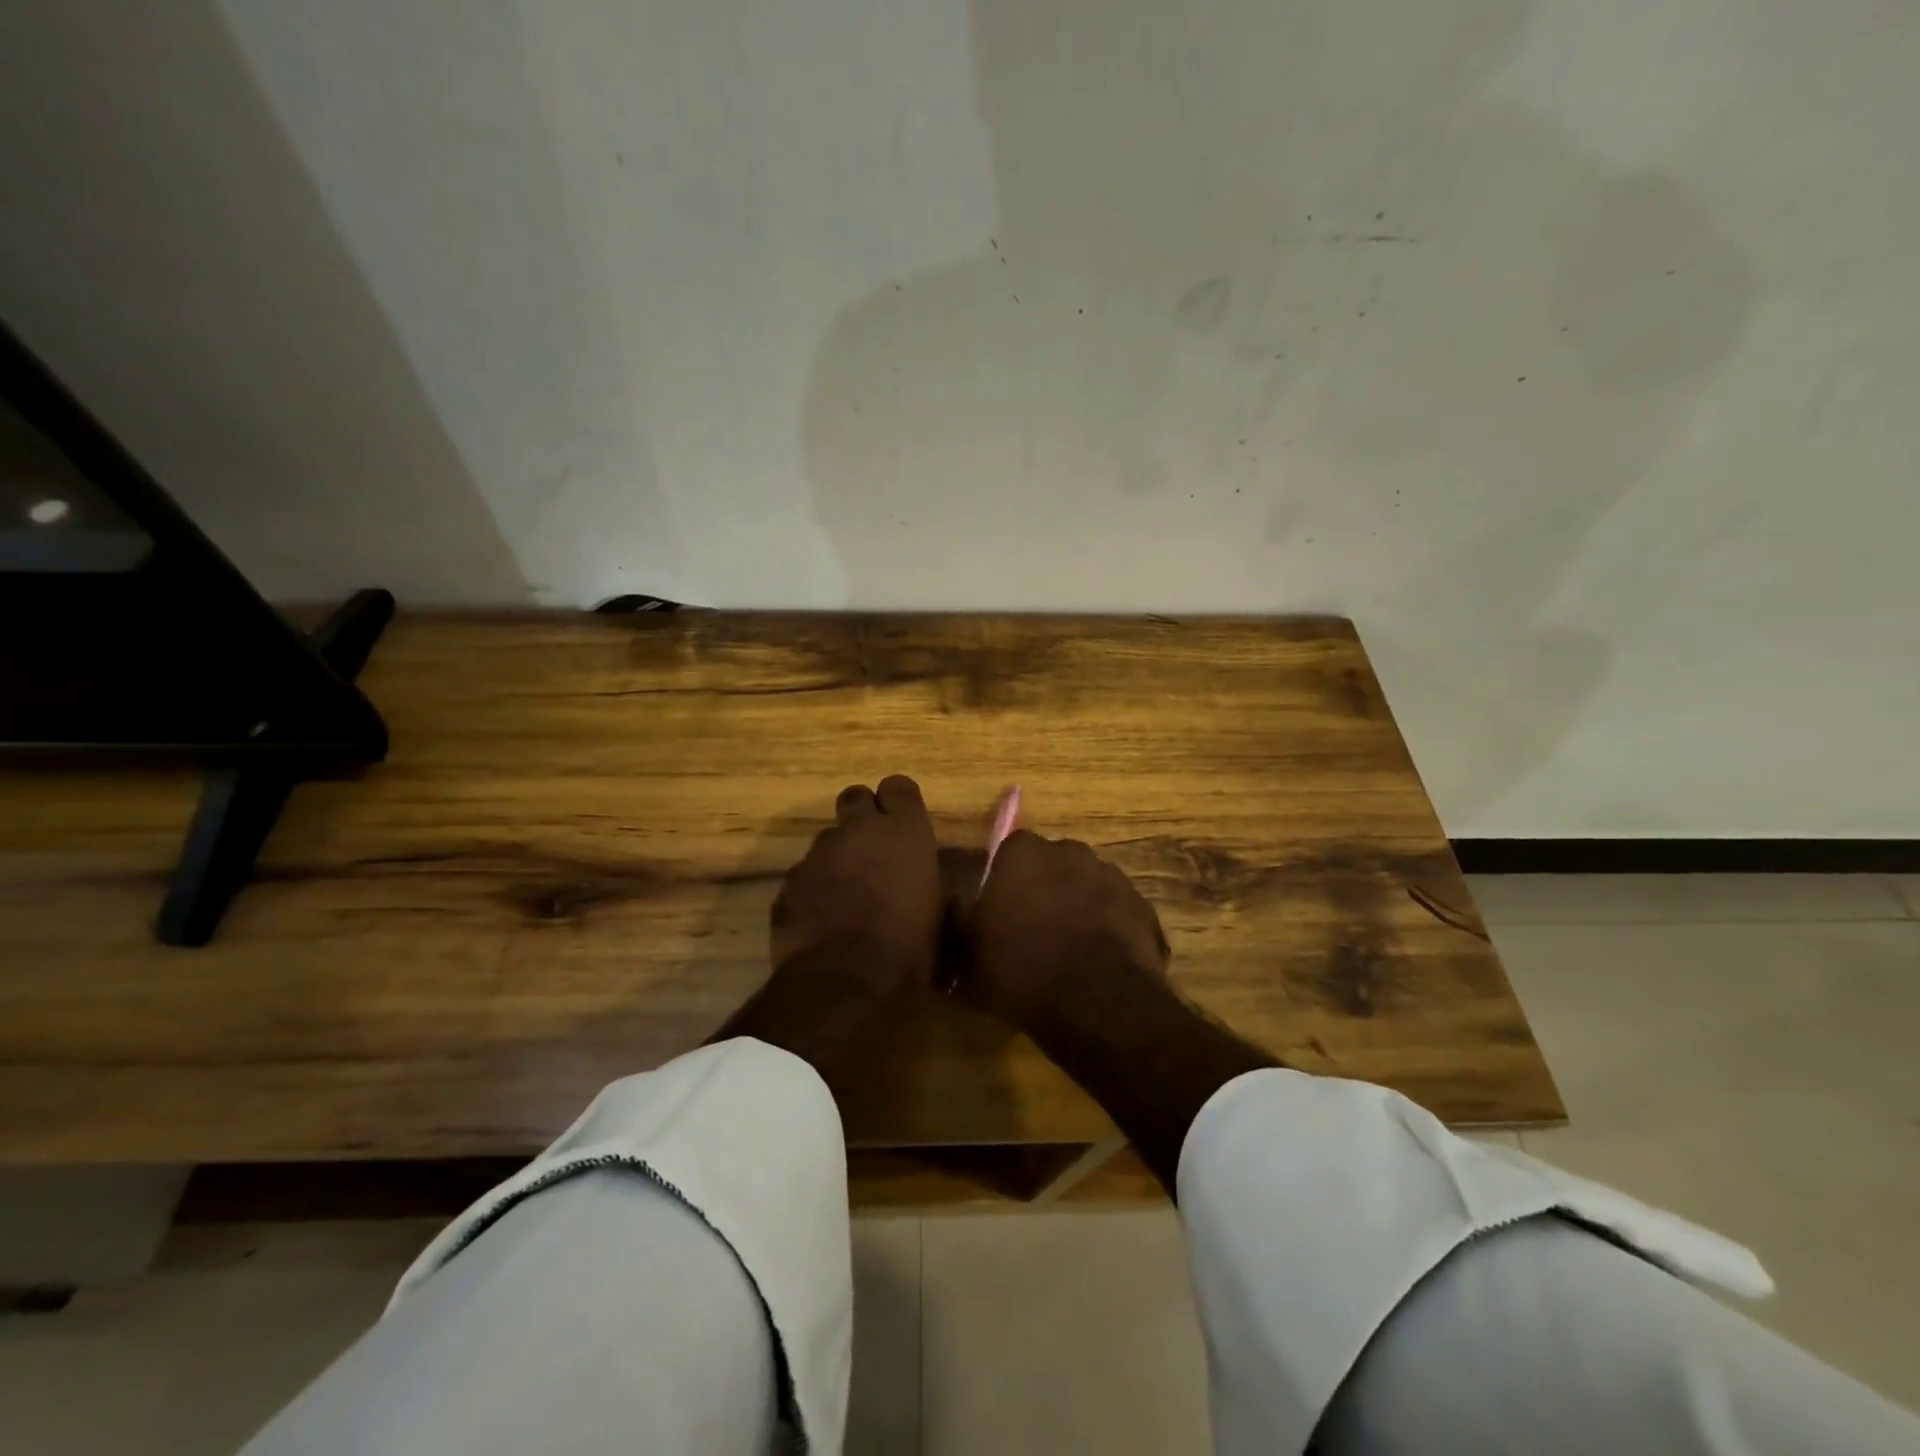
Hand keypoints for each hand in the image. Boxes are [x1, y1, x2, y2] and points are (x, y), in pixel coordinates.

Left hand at [769, 774, 941, 991]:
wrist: (843, 981)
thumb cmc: (907, 948)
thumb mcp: (938, 916)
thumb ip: (931, 887)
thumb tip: (933, 888)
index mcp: (904, 832)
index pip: (899, 787)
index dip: (899, 803)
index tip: (903, 824)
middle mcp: (859, 830)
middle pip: (856, 798)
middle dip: (863, 816)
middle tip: (873, 849)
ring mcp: (818, 854)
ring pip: (828, 839)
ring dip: (838, 856)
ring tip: (847, 894)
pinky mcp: (790, 882)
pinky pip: (804, 874)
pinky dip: (814, 888)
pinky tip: (822, 919)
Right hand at [959, 830, 1169, 1033]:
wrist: (1096, 1003)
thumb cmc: (1020, 970)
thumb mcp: (966, 952)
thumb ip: (957, 919)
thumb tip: (953, 904)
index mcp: (1023, 852)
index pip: (1007, 852)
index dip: (1003, 882)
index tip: (998, 913)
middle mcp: (1069, 851)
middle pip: (1050, 866)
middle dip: (1042, 890)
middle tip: (1031, 932)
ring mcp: (1111, 876)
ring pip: (1085, 887)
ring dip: (1077, 908)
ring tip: (1068, 952)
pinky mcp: (1142, 906)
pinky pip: (1115, 914)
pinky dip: (1107, 930)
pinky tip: (1098, 964)